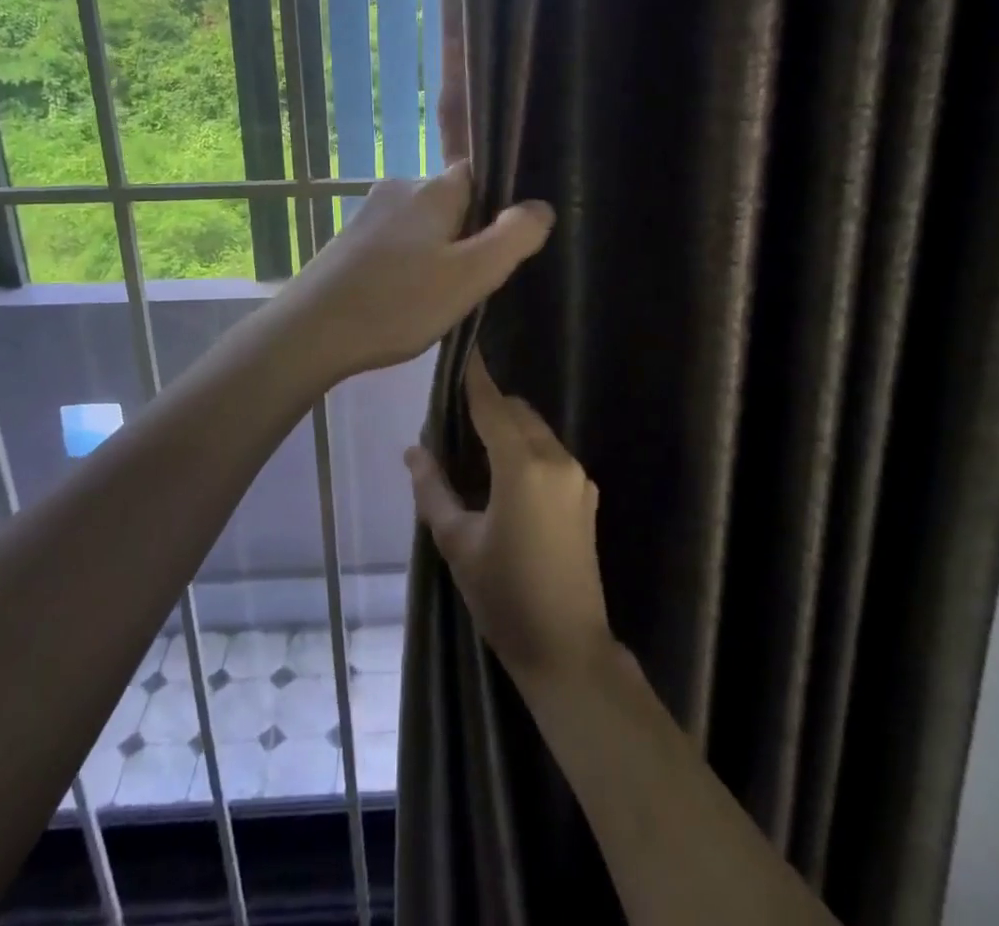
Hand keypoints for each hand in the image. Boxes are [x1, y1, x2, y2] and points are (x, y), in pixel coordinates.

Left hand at [280, 160, 553, 381]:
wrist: (311, 332)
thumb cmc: (398, 302)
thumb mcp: (470, 275)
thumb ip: (513, 238)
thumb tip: (541, 206)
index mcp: (433, 189)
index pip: (479, 173)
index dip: (500, 202)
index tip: (509, 239)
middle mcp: (400, 189)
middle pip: (452, 200)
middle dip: (469, 232)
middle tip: (478, 278)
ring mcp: (369, 213)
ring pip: (424, 223)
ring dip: (438, 250)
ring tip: (442, 294)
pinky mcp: (350, 240)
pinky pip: (397, 241)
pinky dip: (410, 261)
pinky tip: (407, 296)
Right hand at [406, 354, 614, 688]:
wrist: (568, 648)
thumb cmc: (504, 596)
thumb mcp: (458, 543)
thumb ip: (433, 490)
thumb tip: (413, 451)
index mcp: (523, 467)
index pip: (493, 406)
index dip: (475, 377)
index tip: (463, 349)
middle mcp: (556, 460)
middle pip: (518, 413)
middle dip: (490, 405)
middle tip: (455, 419)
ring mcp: (577, 477)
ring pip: (537, 431)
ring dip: (509, 428)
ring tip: (476, 450)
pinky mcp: (586, 496)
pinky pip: (551, 453)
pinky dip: (527, 449)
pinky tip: (505, 478)